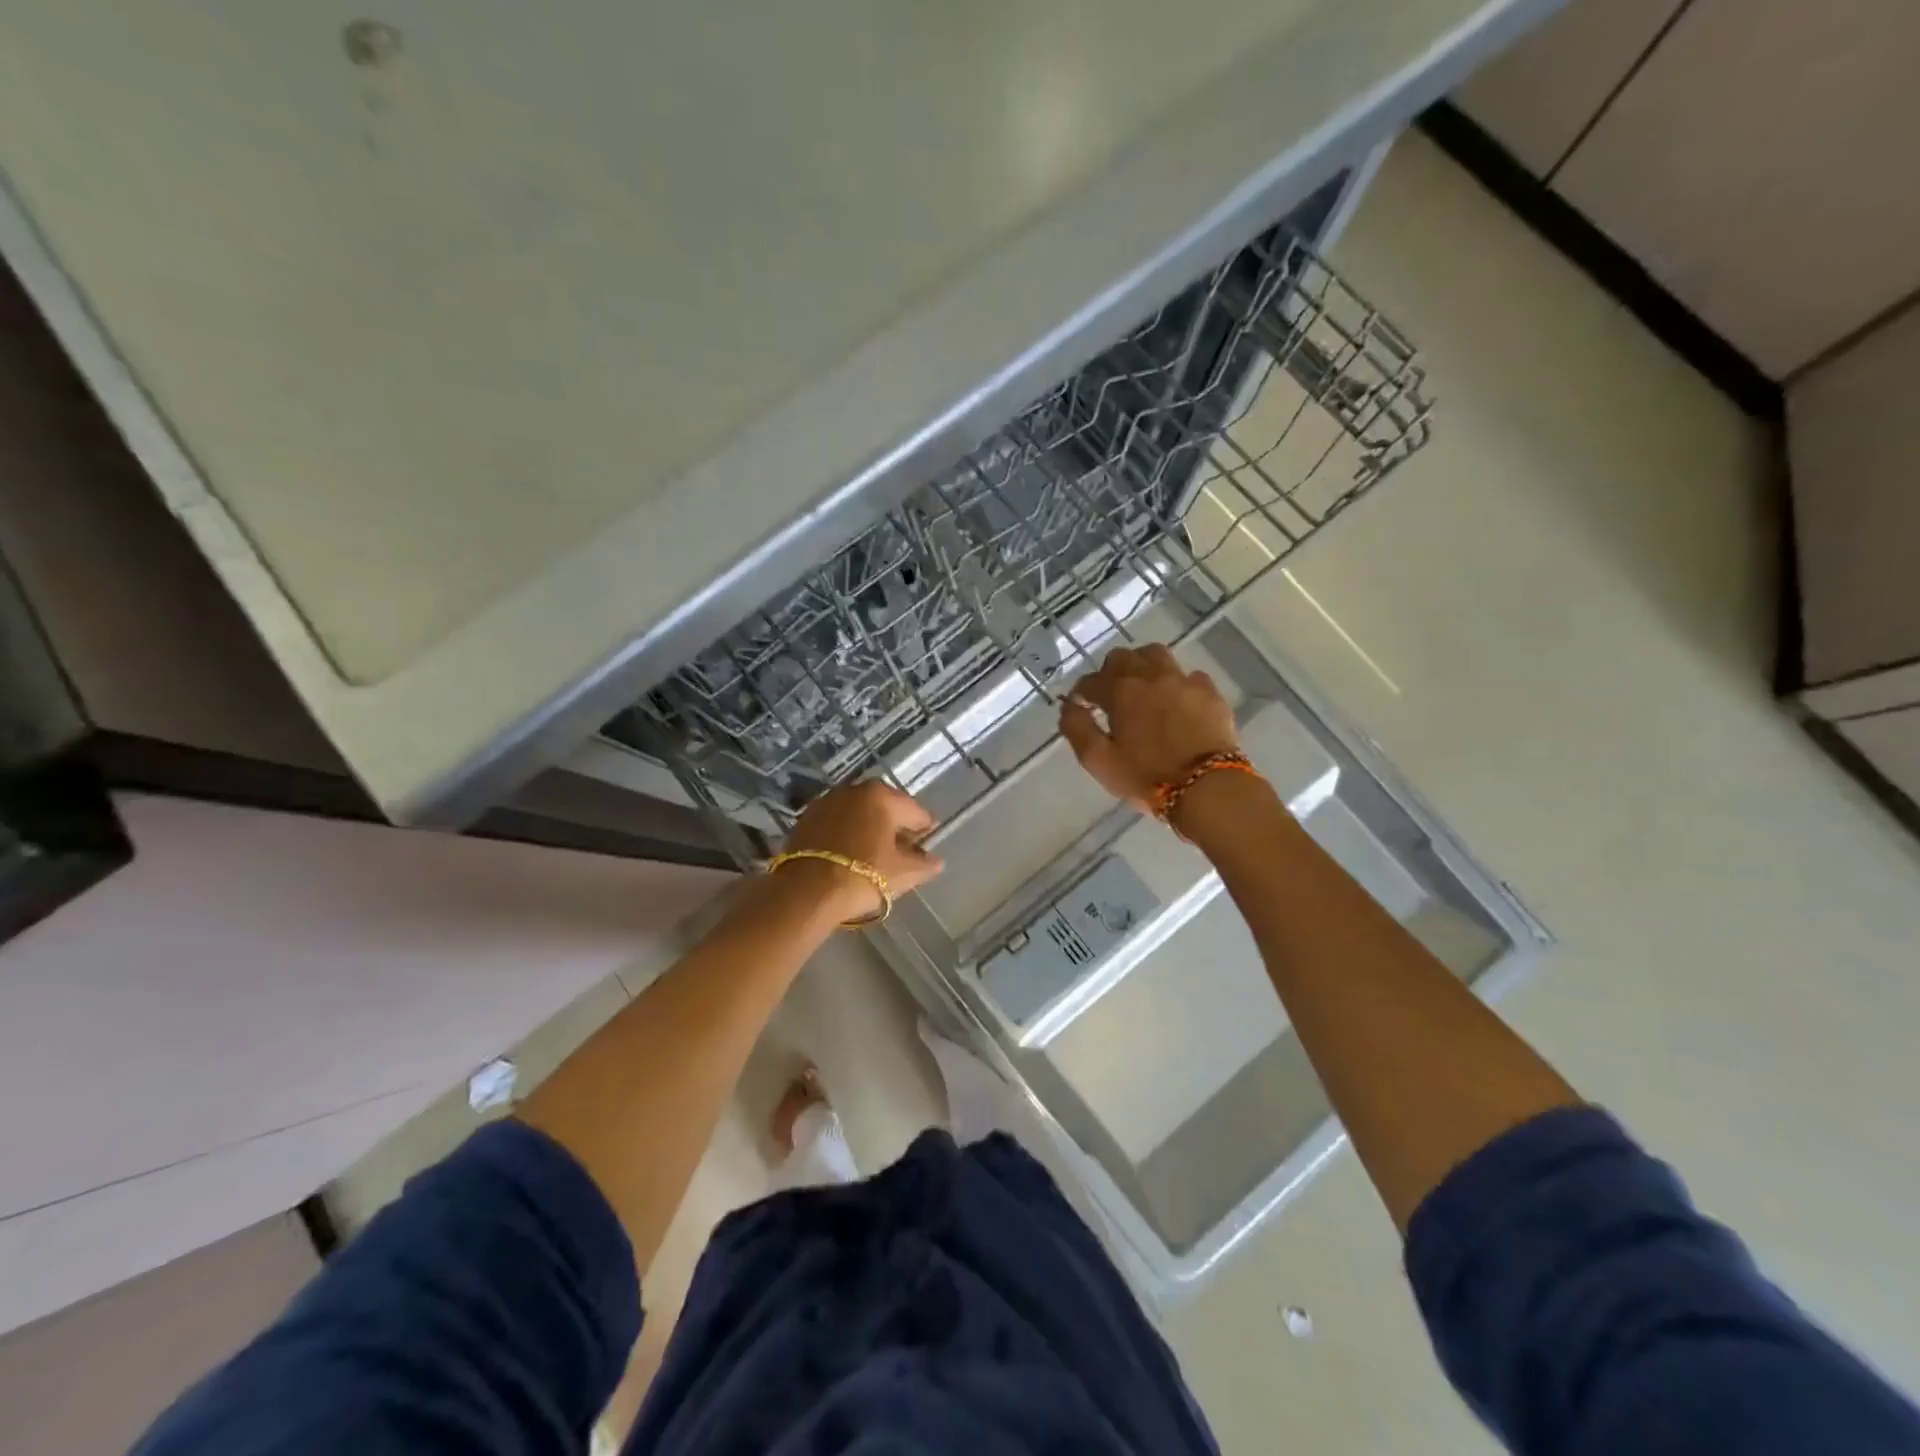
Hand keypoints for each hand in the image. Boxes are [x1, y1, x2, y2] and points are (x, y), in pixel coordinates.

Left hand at [779, 780, 944, 921]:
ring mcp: (827, 801)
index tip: (926, 847)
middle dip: (895, 826)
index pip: (915, 812)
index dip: (924, 830)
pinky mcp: (806, 818)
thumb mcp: (902, 874)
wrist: (806, 892)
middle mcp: (855, 790)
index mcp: (883, 796)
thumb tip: (937, 861)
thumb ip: (924, 865)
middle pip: (886, 807)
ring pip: (859, 812)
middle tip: (901, 852)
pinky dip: (847, 833)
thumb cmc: (862, 877)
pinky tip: (849, 854)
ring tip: (874, 854)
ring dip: (869, 827)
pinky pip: (837, 822)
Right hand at [1059, 645, 1239, 811]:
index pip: (1091, 681)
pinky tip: (1177, 701)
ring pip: (1157, 655)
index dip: (1081, 693)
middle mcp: (1151, 676)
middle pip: (1123, 657)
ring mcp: (1184, 681)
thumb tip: (1069, 705)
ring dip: (1142, 666)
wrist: (1207, 788)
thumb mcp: (1099, 761)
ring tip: (1142, 688)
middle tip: (1109, 695)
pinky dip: (1176, 683)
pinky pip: (1189, 675)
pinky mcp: (1210, 693)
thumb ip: (1077, 728)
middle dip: (1110, 672)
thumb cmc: (1146, 778)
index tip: (1081, 707)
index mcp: (1121, 691)